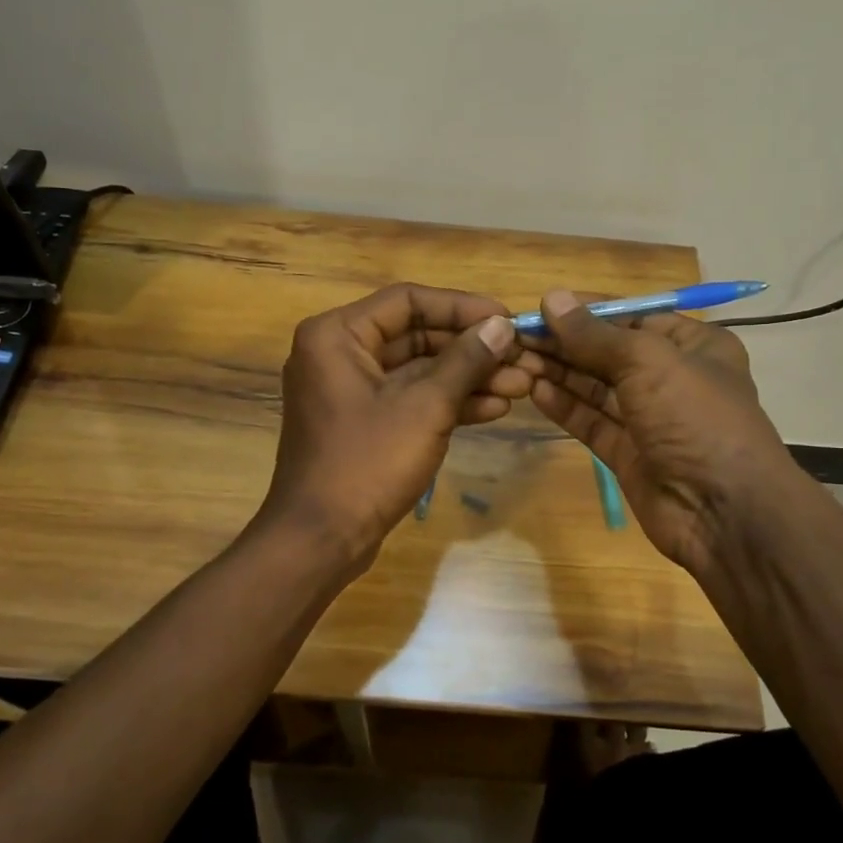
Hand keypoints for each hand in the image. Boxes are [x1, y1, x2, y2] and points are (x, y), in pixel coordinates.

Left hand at [256, 283, 528, 574]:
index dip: (462, 307)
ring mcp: (351, 390)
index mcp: (337, 335)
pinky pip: (410, 398)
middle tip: (521, 357)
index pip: (408, 301)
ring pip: (418, 370)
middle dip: (471, 349)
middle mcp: (339, 353)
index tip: (507, 319)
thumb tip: (502, 326)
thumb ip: (466, 360)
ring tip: (521, 386)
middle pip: (416, 335)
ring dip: (468, 377)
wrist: (321, 541)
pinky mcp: (365, 422)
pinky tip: (496, 408)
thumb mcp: (425, 408)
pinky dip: (448, 402)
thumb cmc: (367, 464)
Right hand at [517, 290, 797, 578]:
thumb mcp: (647, 361)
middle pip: (609, 352)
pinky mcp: (629, 453)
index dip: (586, 311)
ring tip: (516, 359)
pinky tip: (535, 390)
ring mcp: (650, 418)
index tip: (540, 306)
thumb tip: (551, 298)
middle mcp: (672, 377)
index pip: (631, 316)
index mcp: (693, 344)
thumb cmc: (696, 417)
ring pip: (596, 387)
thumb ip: (594, 334)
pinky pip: (592, 421)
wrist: (725, 512)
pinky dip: (565, 406)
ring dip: (559, 372)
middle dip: (565, 343)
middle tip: (516, 336)